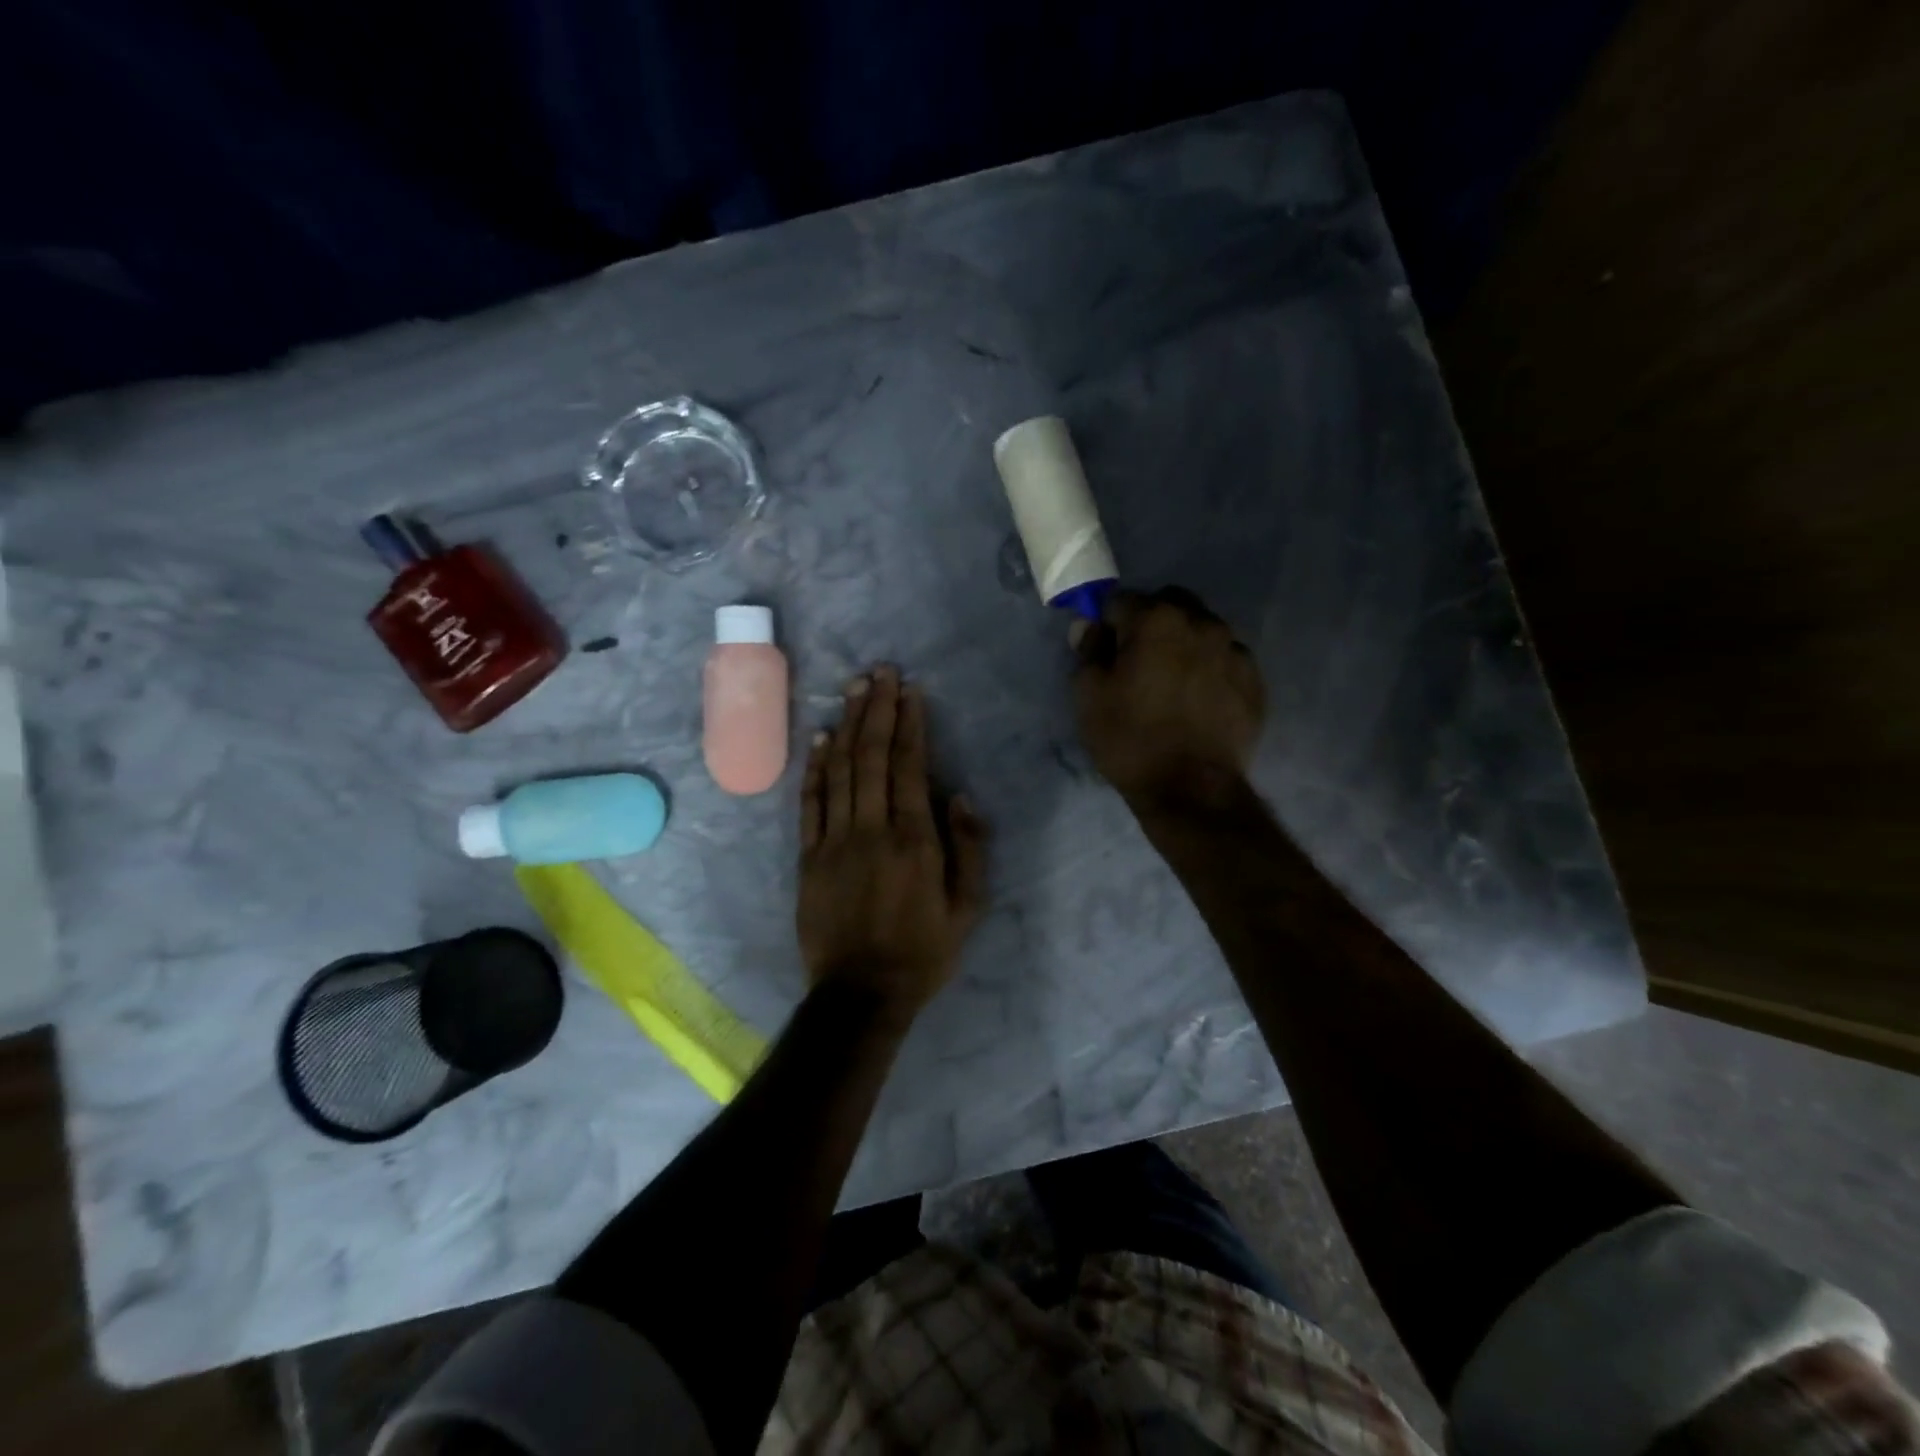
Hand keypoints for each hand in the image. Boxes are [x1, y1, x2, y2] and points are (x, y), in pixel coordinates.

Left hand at [797, 665, 988, 1020]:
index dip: (908, 723)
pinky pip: (809, 802)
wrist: (860, 993)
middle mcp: (871, 828)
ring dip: (845, 725)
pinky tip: (818, 738)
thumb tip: (958, 796)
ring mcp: (834, 840)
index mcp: (914, 839)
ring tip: (852, 689)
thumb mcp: (968, 908)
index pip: (908, 765)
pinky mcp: (808, 856)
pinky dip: (814, 767)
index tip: (909, 690)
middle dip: (876, 709)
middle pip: (871, 756)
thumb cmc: (922, 951)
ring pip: (839, 770)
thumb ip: (969, 849)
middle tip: (879, 671)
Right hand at [1073, 587, 1265, 810]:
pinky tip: (1198, 700)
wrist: (1192, 789)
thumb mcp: (1089, 696)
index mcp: (1157, 620)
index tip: (1104, 651)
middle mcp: (1202, 623)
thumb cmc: (1130, 739)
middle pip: (1169, 605)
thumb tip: (1090, 625)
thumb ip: (1089, 650)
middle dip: (1150, 623)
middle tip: (1138, 663)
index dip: (1107, 624)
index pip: (1121, 601)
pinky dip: (1209, 668)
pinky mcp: (1254, 680)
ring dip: (1183, 644)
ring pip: (1201, 630)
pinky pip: (1225, 659)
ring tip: (1172, 683)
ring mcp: (1235, 650)